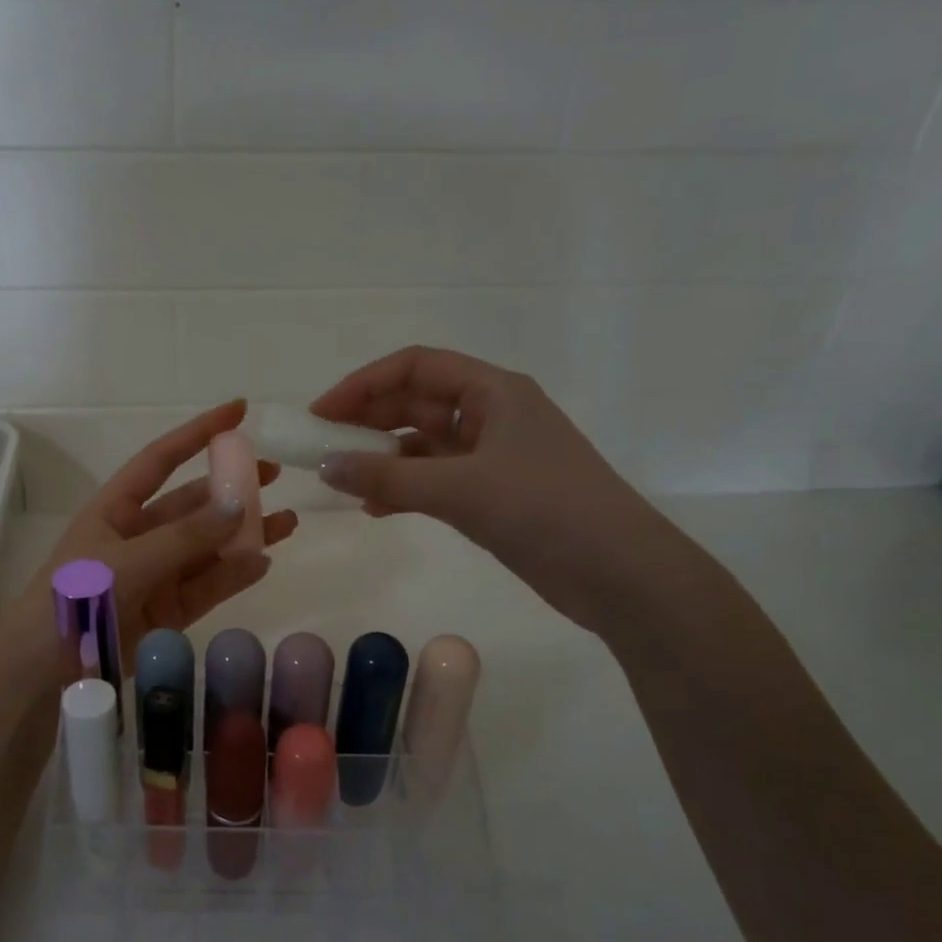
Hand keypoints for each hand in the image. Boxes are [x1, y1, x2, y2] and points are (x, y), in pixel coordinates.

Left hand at [3, 401, 297, 661]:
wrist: (41, 673)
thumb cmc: (74, 601)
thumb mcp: (127, 562)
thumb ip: (184, 537)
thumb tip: (238, 505)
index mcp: (115, 510)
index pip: (162, 460)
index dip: (198, 433)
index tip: (239, 411)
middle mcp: (137, 536)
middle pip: (192, 503)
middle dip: (231, 488)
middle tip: (274, 474)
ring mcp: (154, 574)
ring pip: (207, 546)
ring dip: (243, 533)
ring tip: (287, 522)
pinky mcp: (167, 611)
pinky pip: (207, 586)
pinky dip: (234, 574)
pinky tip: (263, 561)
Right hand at [310, 347, 684, 634]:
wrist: (620, 574)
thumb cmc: (545, 510)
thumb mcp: (460, 489)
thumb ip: (387, 479)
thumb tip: (324, 467)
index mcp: (494, 392)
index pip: (416, 367)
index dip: (364, 384)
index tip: (322, 413)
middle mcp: (491, 415)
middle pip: (416, 403)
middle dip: (367, 421)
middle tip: (321, 447)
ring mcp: (493, 457)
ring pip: (422, 445)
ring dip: (382, 459)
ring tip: (341, 480)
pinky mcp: (493, 495)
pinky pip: (434, 481)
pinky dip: (403, 490)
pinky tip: (374, 508)